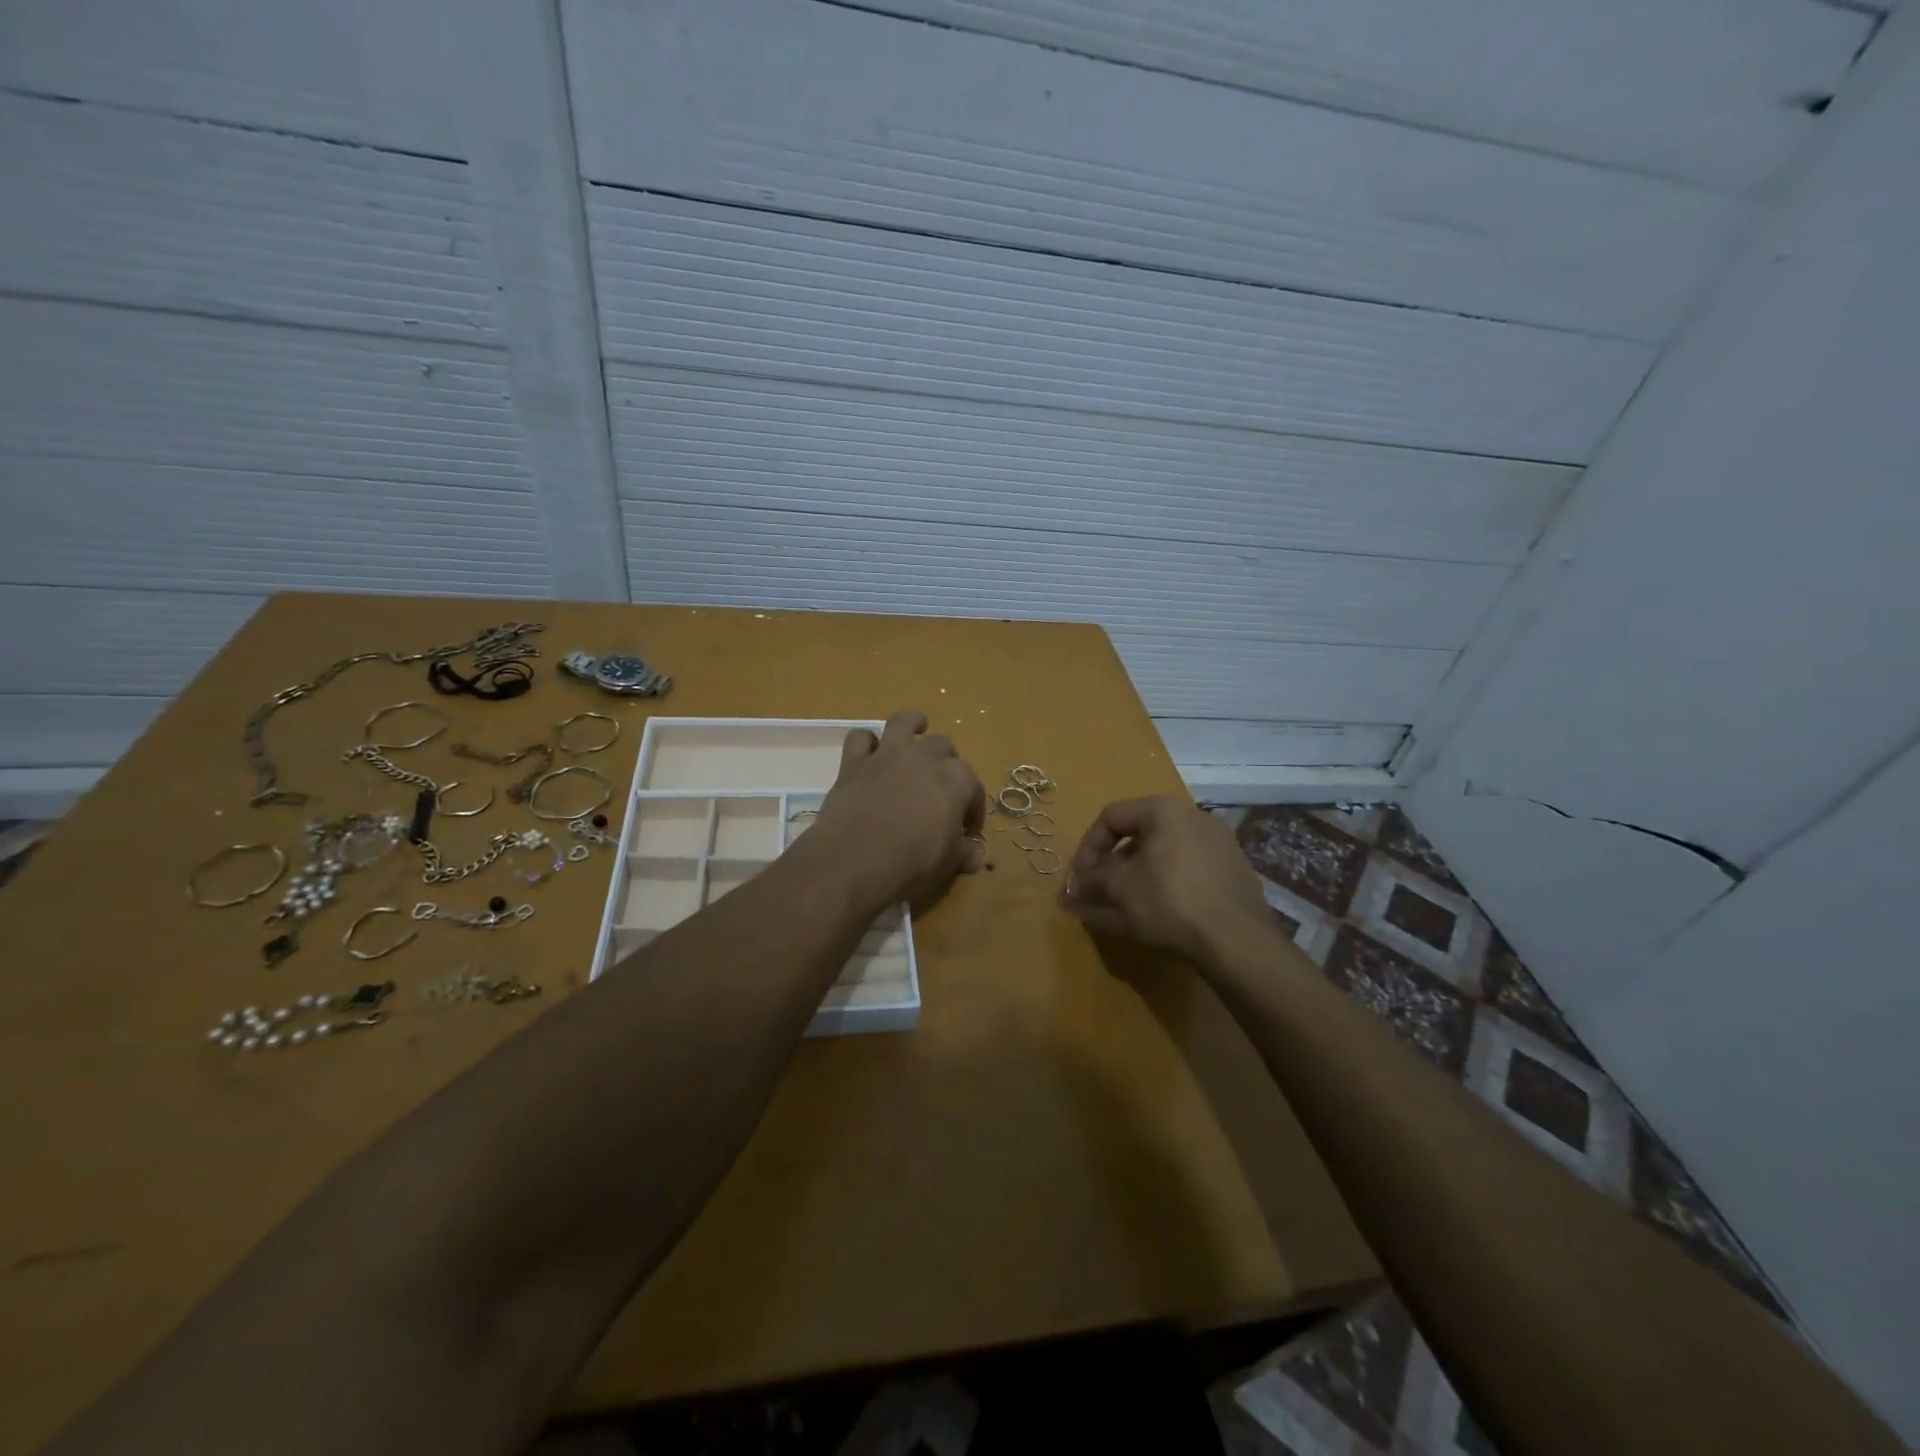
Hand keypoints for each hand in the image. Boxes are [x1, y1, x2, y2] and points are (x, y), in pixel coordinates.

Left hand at [811, 710, 987, 907]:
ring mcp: (887, 755)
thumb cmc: (911, 863)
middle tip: (941, 790)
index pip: (973, 787)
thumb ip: (965, 853)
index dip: (973, 809)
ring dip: (913, 724)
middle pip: (943, 747)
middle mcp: (924, 757)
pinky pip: (860, 738)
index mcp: (955, 780)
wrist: (853, 862)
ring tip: (917, 731)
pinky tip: (870, 755)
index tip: (968, 830)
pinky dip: (867, 743)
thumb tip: (976, 855)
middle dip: (947, 765)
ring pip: (904, 723)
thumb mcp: (948, 864)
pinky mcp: (853, 762)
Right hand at [1058, 795, 1273, 964]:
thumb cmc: (1169, 903)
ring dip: (1138, 876)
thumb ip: (1091, 883)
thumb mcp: (1120, 891)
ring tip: (1127, 907)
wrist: (1238, 942)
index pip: (1111, 817)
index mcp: (1164, 810)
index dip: (1087, 847)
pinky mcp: (1235, 871)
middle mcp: (1195, 816)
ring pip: (1164, 854)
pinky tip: (1162, 914)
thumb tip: (1071, 889)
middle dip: (1112, 865)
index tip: (1079, 878)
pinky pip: (1189, 871)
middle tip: (1100, 892)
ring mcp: (1221, 843)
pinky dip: (1168, 885)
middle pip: (1139, 835)